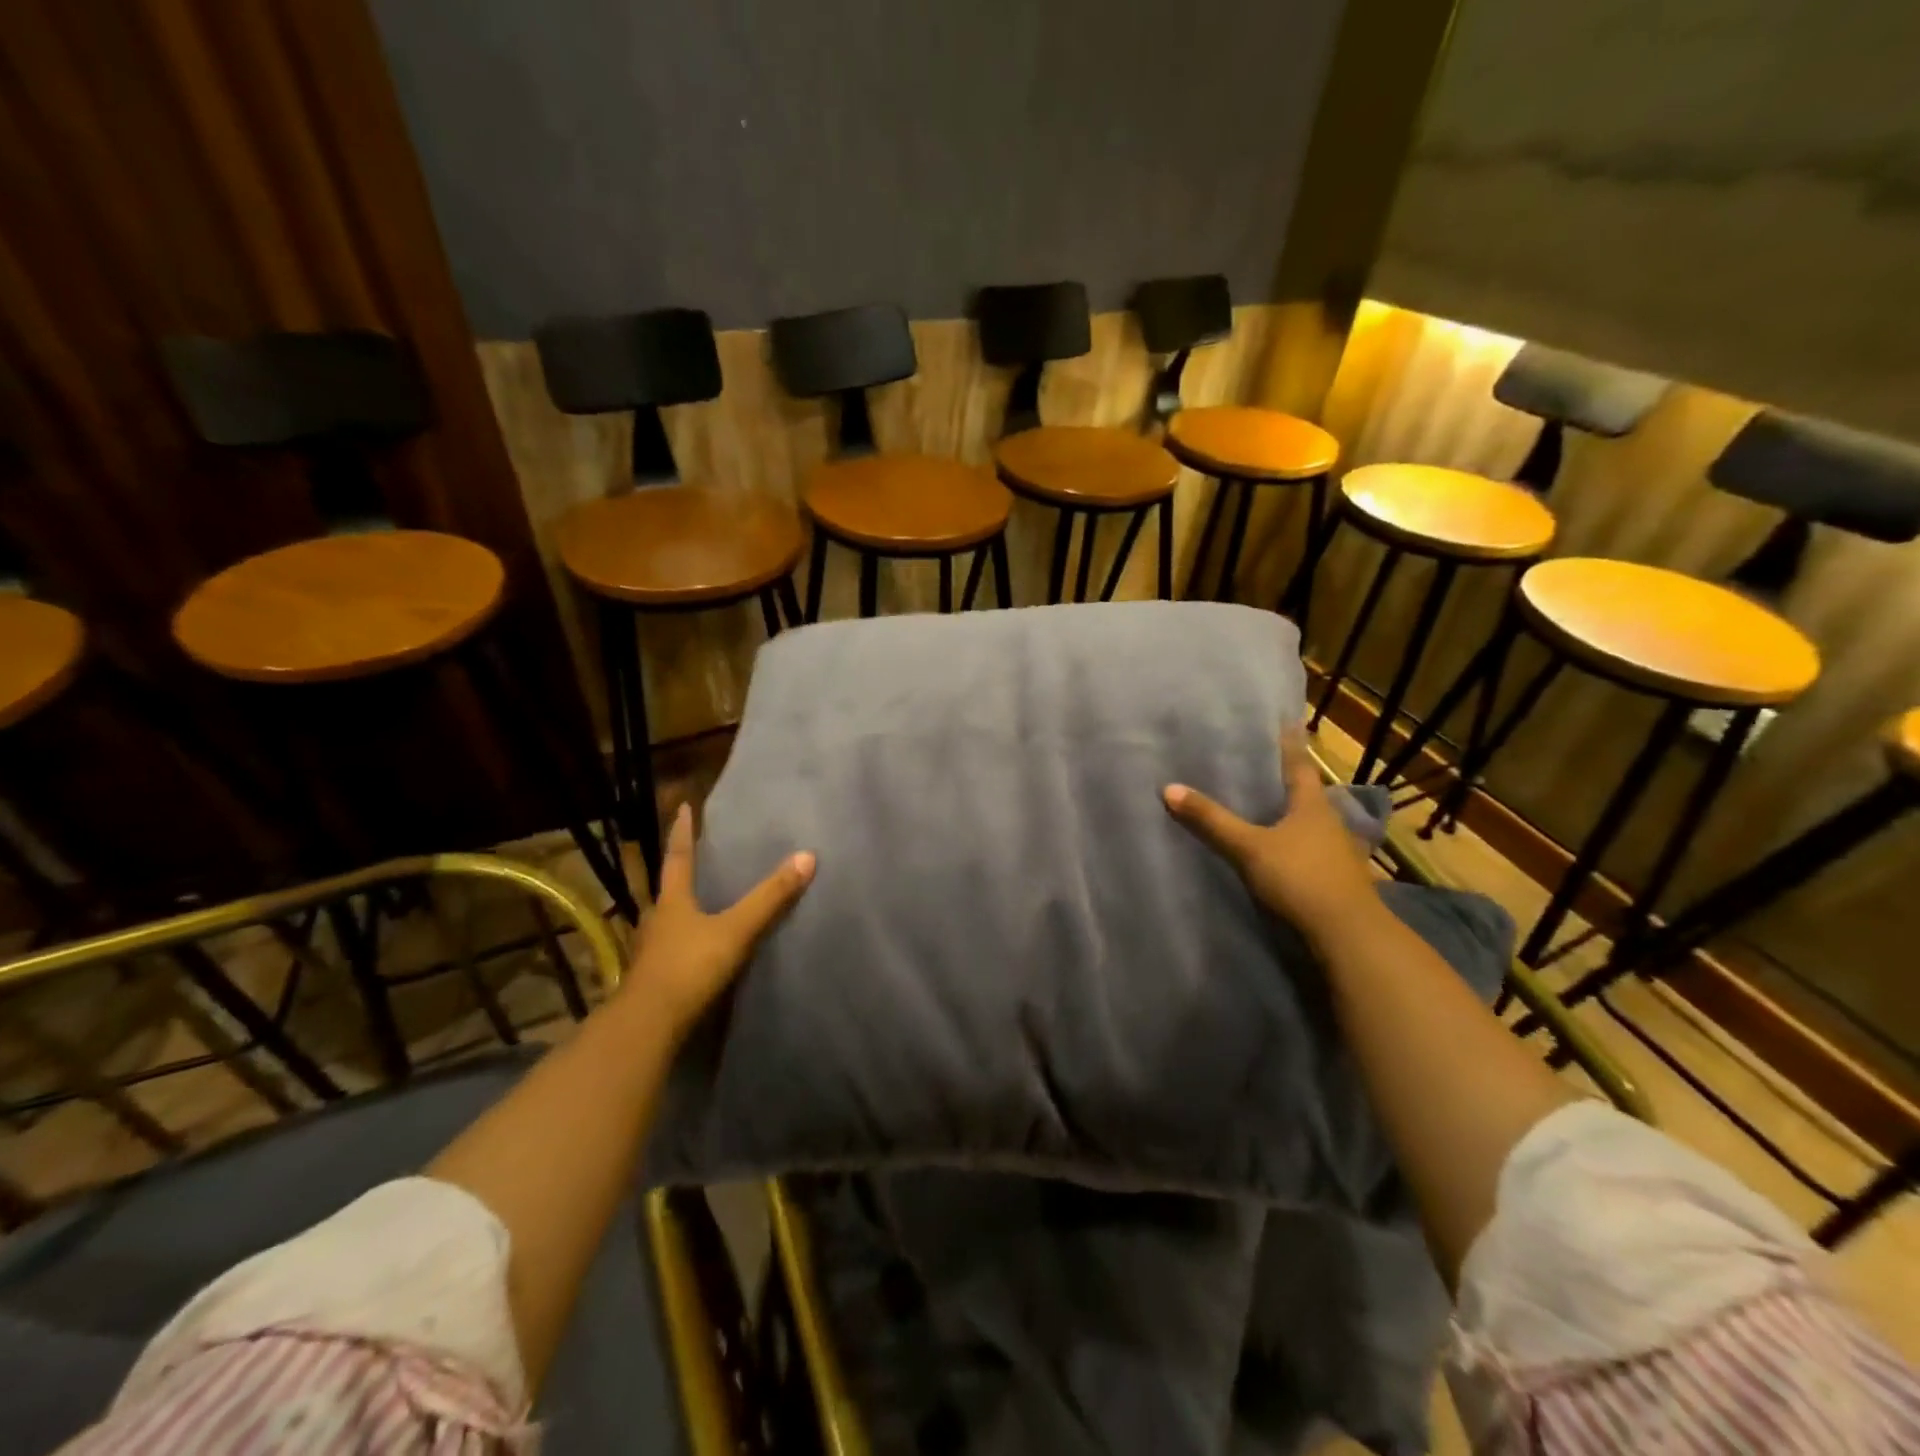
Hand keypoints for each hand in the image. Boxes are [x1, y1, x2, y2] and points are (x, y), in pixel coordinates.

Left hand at [623, 804, 814, 1036]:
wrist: (649, 1026)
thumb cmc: (689, 967)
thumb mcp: (736, 930)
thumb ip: (770, 897)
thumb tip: (807, 856)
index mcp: (673, 902)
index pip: (677, 857)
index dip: (681, 832)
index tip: (682, 807)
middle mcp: (657, 920)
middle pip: (668, 888)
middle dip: (679, 871)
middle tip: (694, 856)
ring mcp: (652, 951)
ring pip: (667, 920)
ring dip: (680, 908)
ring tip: (697, 902)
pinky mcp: (654, 978)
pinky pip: (671, 948)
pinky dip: (684, 940)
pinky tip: (695, 947)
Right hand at [1163, 725, 1379, 943]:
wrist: (1347, 933)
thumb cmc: (1300, 877)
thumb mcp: (1248, 847)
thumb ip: (1212, 820)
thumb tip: (1169, 788)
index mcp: (1312, 806)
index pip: (1299, 766)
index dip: (1291, 745)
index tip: (1289, 722)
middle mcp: (1330, 823)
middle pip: (1308, 794)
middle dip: (1289, 781)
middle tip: (1266, 766)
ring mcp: (1338, 853)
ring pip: (1312, 825)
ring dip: (1294, 816)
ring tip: (1270, 808)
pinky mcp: (1337, 880)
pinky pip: (1312, 851)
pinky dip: (1297, 845)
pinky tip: (1283, 851)